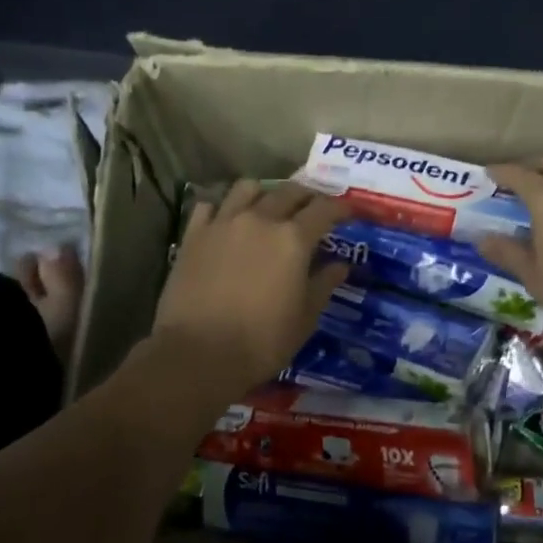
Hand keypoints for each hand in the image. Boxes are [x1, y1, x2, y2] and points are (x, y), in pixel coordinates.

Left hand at [152, 182, 350, 392]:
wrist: (198, 354)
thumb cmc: (262, 342)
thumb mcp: (305, 318)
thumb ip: (323, 285)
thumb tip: (340, 265)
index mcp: (293, 239)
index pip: (324, 209)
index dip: (341, 207)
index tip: (349, 212)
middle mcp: (260, 219)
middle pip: (289, 192)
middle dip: (307, 196)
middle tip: (314, 209)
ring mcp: (223, 223)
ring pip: (247, 188)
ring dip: (265, 193)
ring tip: (268, 208)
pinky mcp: (193, 235)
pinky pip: (210, 206)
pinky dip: (223, 209)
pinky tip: (227, 222)